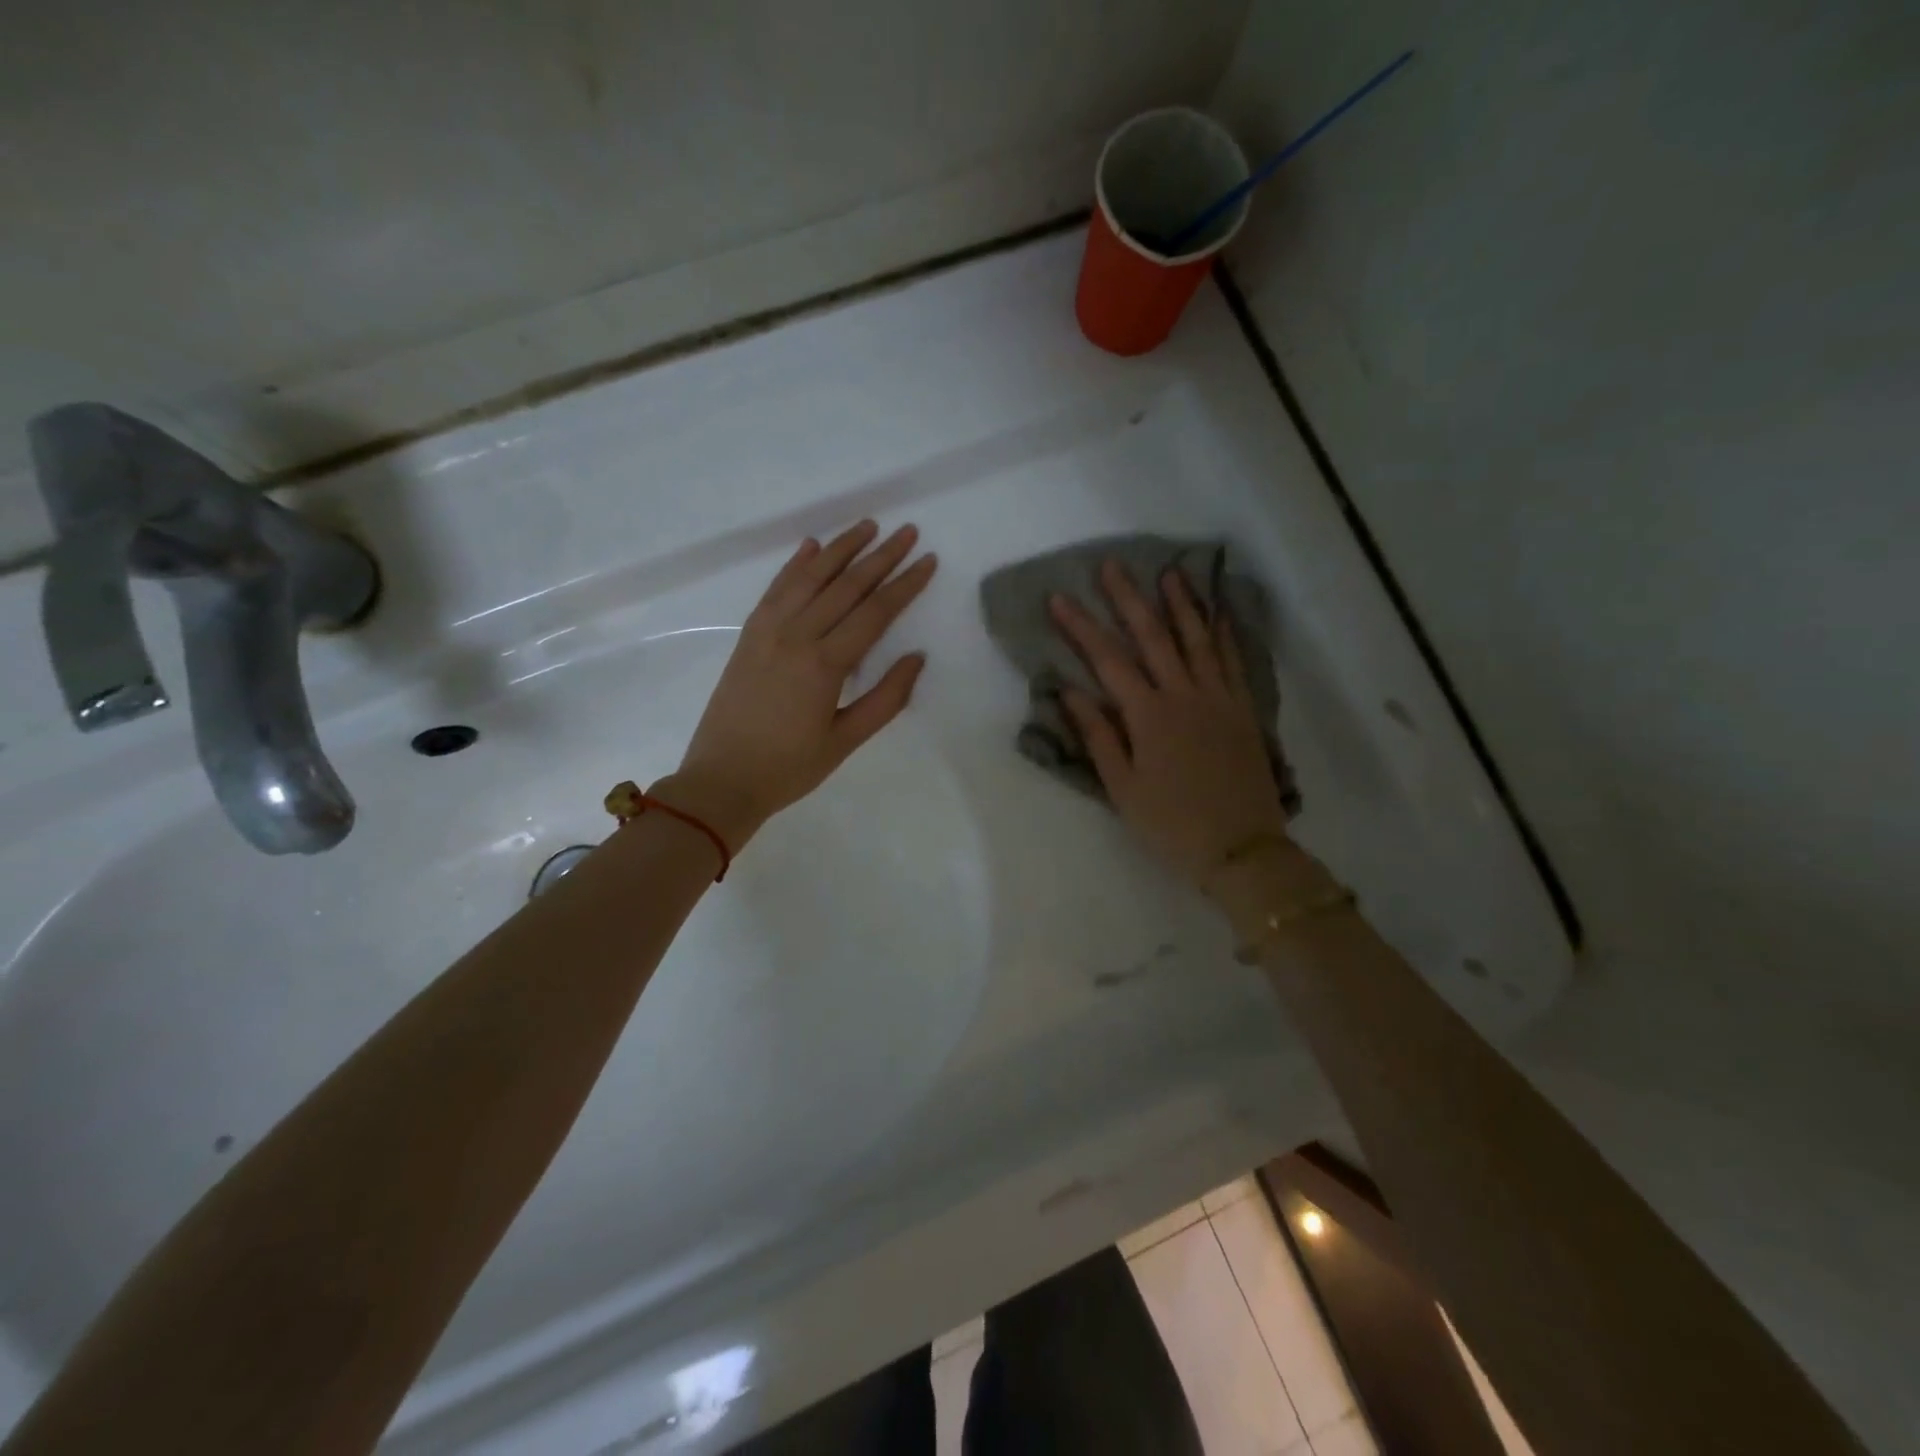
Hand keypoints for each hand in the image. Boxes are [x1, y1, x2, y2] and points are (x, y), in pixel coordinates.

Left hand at [664, 521, 937, 848]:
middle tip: (907, 531)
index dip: (905, 584)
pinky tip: (812, 546)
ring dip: (840, 548)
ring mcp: (767, 630)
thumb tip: (917, 657)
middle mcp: (796, 635)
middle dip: (881, 556)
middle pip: (846, 586)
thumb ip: (886, 699)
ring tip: (867, 525)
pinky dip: (796, 564)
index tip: (928, 560)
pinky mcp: (749, 635)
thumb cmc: (790, 768)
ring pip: (809, 577)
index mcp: (825, 664)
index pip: (875, 612)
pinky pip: (776, 589)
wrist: (721, 780)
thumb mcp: (846, 741)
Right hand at [1049, 560, 1288, 888]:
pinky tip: (1218, 614)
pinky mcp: (1243, 709)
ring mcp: (1219, 698)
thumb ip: (1098, 736)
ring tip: (1169, 572)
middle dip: (1129, 599)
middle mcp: (1185, 695)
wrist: (1242, 849)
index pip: (1108, 661)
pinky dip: (1224, 633)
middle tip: (1112, 566)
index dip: (1081, 628)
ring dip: (1182, 603)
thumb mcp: (1123, 788)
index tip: (1059, 598)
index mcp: (1149, 716)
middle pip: (1153, 637)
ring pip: (1198, 639)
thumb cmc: (1172, 824)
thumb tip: (1070, 691)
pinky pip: (1232, 661)